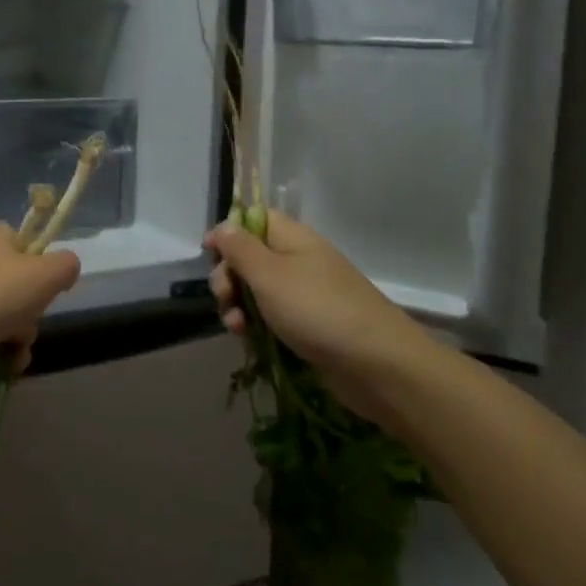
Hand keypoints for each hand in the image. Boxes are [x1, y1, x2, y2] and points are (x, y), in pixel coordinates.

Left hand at [0, 224, 80, 390]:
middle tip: (32, 313)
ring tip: (16, 345)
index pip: (20, 238)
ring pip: (12, 318)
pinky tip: (9, 365)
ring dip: (24, 336)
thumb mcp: (47, 273)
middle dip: (34, 307)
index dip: (38, 255)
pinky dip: (7, 356)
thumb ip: (67, 265)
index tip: (48, 276)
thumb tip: (65, 271)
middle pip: (22, 284)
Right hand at [205, 211, 437, 389]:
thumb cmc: (317, 310)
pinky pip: (271, 319)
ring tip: (236, 327)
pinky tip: (248, 342)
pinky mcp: (307, 327)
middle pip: (249, 258)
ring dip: (238, 306)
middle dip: (228, 277)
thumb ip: (240, 249)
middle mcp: (298, 262)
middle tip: (225, 297)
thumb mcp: (269, 274)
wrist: (377, 365)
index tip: (208, 253)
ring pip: (256, 292)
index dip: (229, 232)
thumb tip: (224, 226)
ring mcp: (304, 296)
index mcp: (293, 239)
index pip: (254, 220)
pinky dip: (256, 327)